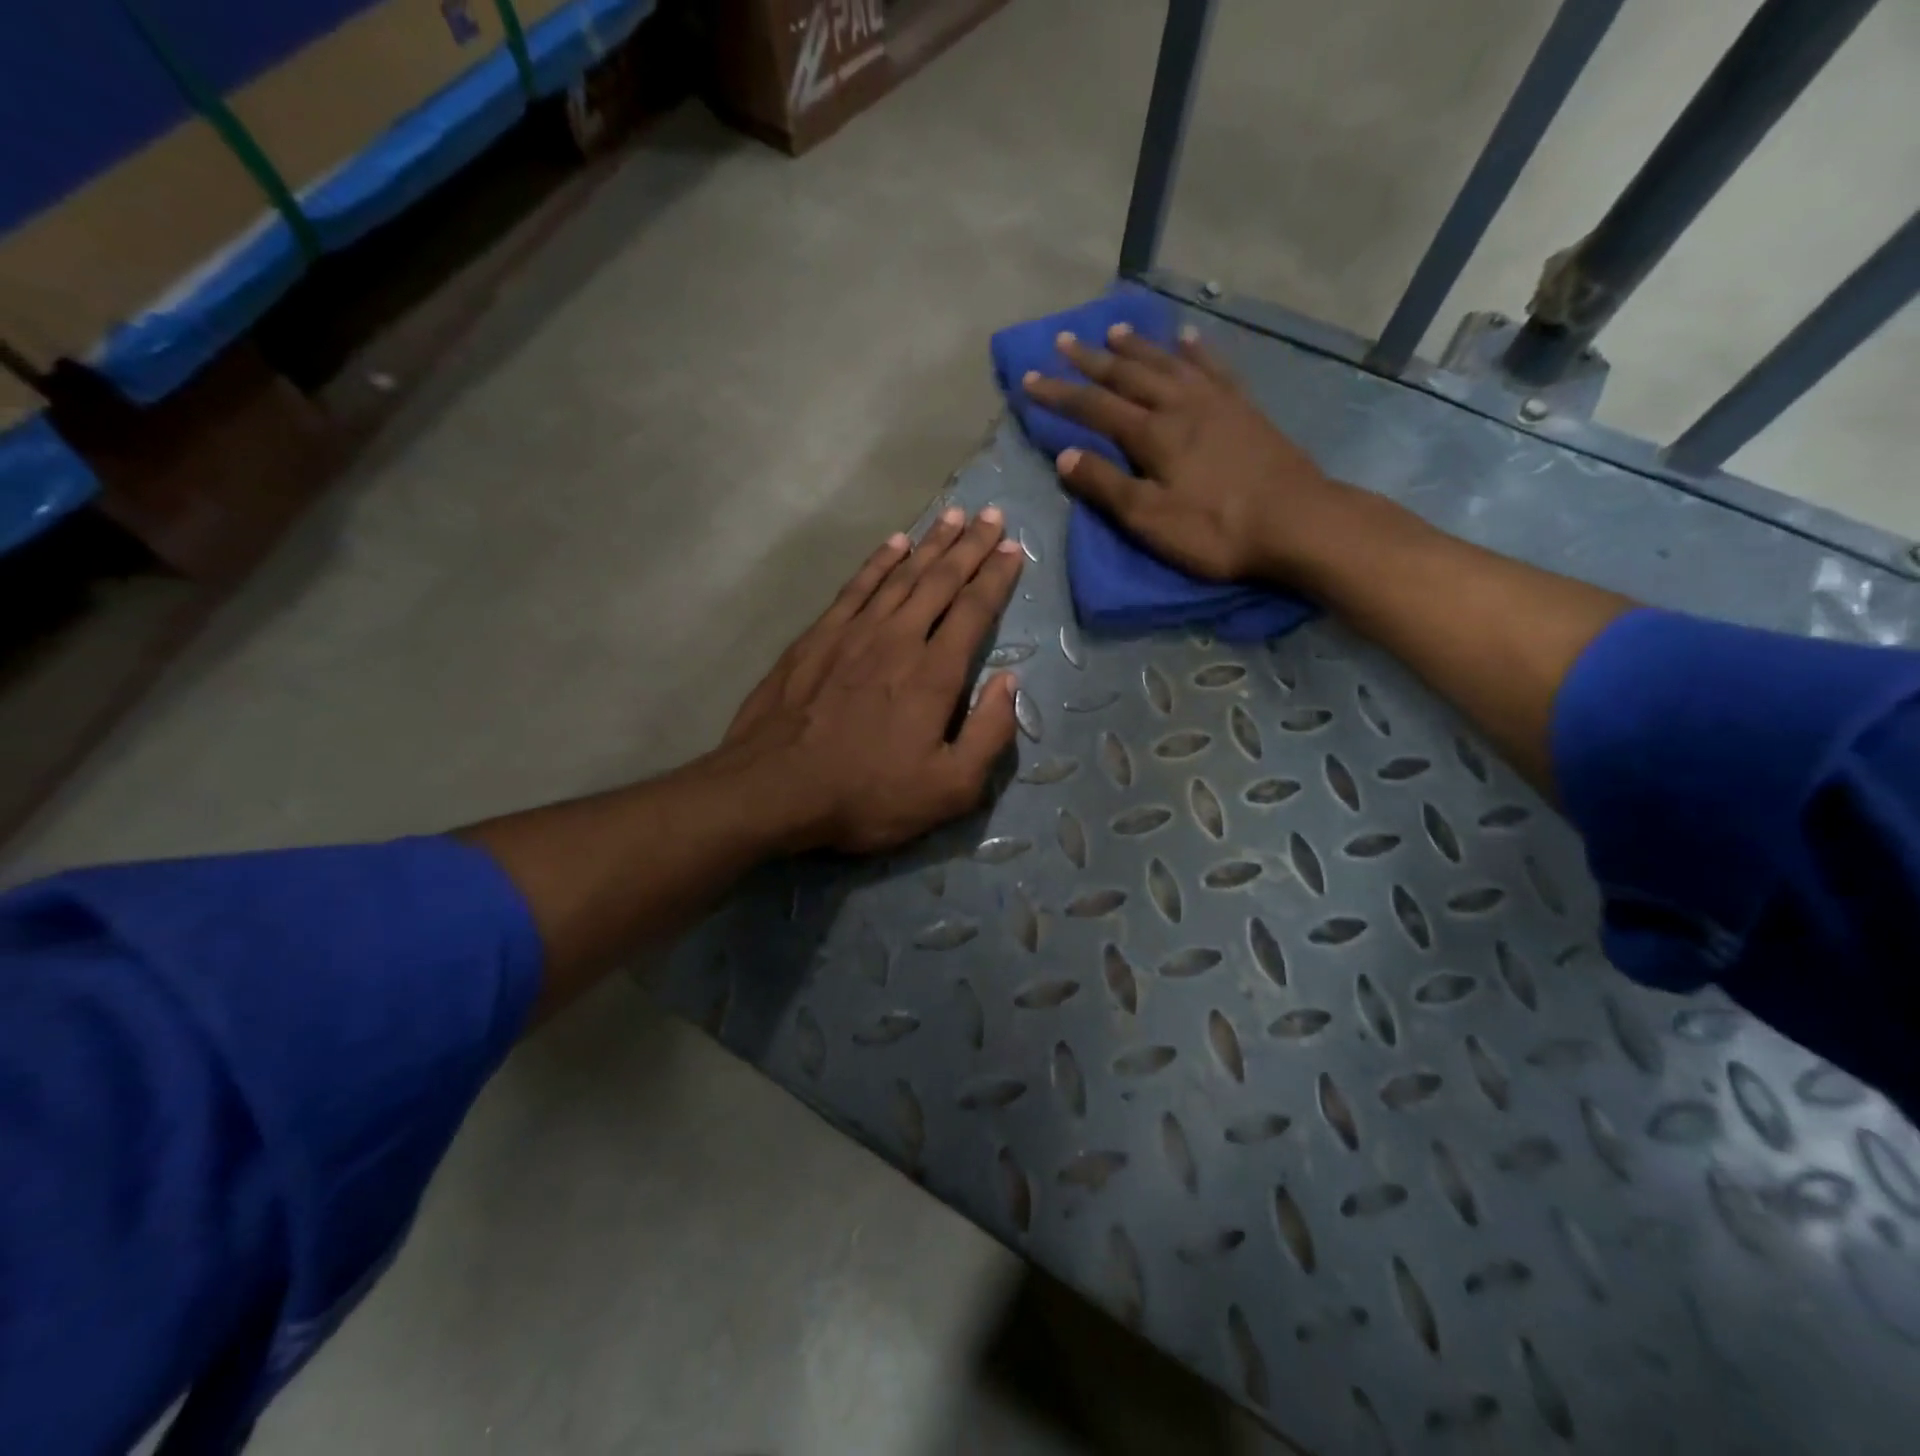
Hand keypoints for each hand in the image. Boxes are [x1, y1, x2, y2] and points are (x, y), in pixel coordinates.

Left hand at [721, 507, 1024, 853]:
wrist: (774, 791)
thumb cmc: (867, 796)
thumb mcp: (949, 789)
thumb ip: (990, 734)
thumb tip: (1009, 682)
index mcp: (934, 674)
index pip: (974, 611)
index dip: (998, 577)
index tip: (1015, 549)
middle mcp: (898, 639)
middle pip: (941, 580)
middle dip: (971, 546)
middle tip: (992, 515)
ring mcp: (853, 633)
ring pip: (901, 575)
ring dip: (931, 544)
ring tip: (954, 517)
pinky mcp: (817, 637)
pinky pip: (857, 586)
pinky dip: (879, 562)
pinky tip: (894, 544)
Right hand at [1021, 324, 1348, 582]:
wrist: (1297, 522)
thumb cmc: (1216, 529)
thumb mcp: (1150, 519)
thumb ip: (1106, 486)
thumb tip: (1065, 456)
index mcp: (1152, 434)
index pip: (1094, 407)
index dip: (1059, 394)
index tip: (1029, 380)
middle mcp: (1180, 405)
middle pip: (1128, 375)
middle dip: (1092, 360)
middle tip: (1064, 341)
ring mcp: (1216, 401)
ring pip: (1167, 363)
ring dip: (1138, 346)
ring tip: (1115, 330)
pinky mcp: (1244, 408)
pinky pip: (1214, 367)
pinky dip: (1195, 351)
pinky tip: (1186, 338)